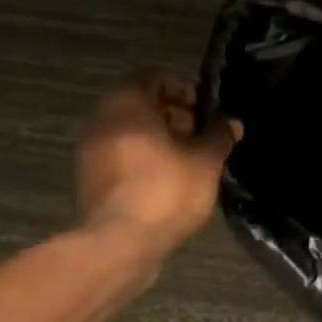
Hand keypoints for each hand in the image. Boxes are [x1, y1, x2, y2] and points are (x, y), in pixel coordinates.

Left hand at [78, 77, 241, 257]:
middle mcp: (101, 119)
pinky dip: (142, 159)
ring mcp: (90, 151)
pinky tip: (167, 180)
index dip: (182, 89)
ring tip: (188, 159)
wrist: (120, 244)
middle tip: (199, 134)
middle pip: (138, 105)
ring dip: (157, 139)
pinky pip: (119, 156)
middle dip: (171, 115)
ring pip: (128, 132)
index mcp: (126, 103)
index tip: (204, 109)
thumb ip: (219, 137)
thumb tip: (232, 123)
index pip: (153, 78)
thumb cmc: (165, 191)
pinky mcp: (89, 179)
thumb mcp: (205, 162)